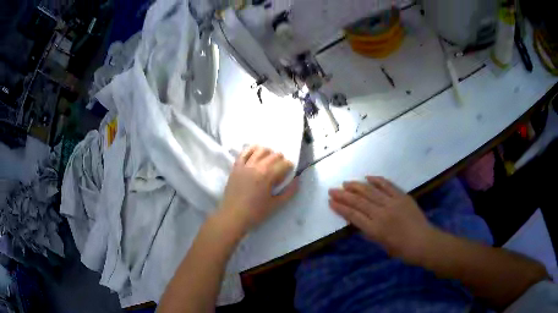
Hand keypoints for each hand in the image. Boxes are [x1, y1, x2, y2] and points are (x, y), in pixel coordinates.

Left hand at [217, 146, 297, 232]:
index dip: (290, 167)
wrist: (232, 216)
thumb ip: (289, 192)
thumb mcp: (276, 205)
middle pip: (274, 155)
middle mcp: (257, 166)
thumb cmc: (255, 213)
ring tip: (269, 162)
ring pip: (260, 150)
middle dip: (281, 160)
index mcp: (268, 175)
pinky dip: (252, 150)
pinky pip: (244, 152)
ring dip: (268, 153)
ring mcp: (245, 165)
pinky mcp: (236, 167)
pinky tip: (256, 154)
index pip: (284, 164)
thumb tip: (297, 180)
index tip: (289, 174)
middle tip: (281, 170)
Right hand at [329, 176, 437, 263]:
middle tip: (332, 189)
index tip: (331, 202)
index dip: (341, 208)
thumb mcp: (381, 245)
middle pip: (359, 202)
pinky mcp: (402, 196)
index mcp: (375, 230)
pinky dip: (377, 180)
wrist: (423, 242)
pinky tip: (367, 177)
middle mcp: (382, 214)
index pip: (353, 216)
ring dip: (356, 186)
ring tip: (345, 182)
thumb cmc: (402, 250)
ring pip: (370, 191)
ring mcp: (392, 203)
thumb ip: (370, 231)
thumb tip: (360, 220)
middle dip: (344, 195)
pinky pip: (387, 185)